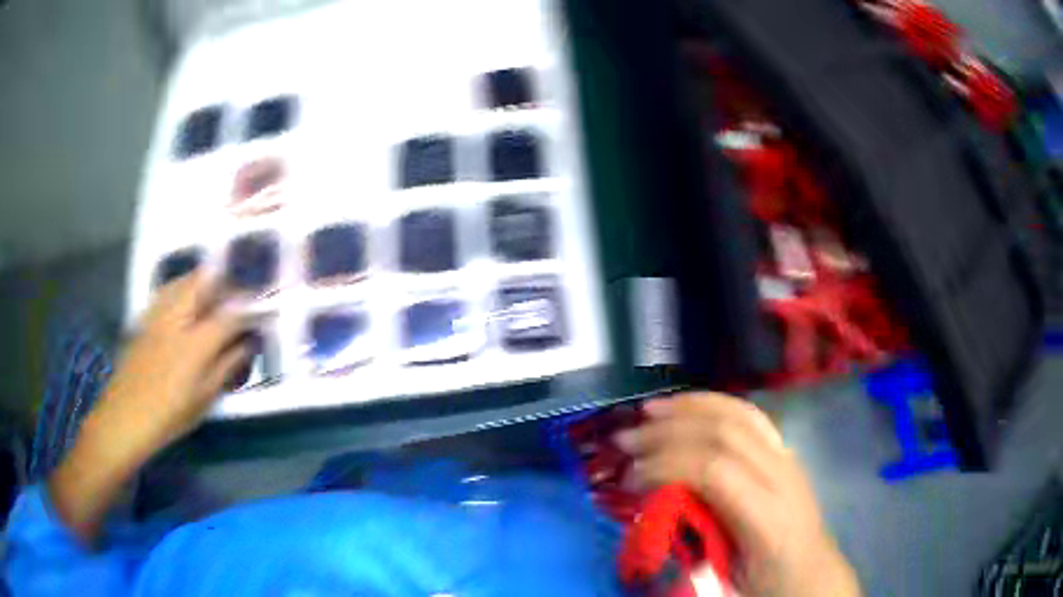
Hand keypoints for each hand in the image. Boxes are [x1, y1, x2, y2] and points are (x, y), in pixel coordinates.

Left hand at [50, 270, 247, 542]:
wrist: (125, 416)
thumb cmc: (169, 414)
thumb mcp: (204, 398)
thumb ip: (227, 366)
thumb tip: (247, 344)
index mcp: (197, 343)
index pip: (231, 313)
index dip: (250, 307)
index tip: (264, 307)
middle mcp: (178, 317)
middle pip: (206, 281)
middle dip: (227, 282)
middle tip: (237, 296)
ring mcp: (159, 313)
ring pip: (185, 280)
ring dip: (204, 280)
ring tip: (215, 292)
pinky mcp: (145, 316)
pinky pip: (169, 290)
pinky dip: (183, 287)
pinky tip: (184, 301)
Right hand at [615, 393, 859, 596]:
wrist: (811, 572)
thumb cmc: (768, 584)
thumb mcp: (725, 583)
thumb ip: (692, 552)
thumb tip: (650, 518)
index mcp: (769, 517)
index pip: (715, 472)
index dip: (668, 467)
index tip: (631, 480)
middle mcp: (782, 476)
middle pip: (725, 434)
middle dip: (670, 431)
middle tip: (626, 442)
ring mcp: (786, 458)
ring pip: (739, 414)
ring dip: (690, 408)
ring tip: (650, 411)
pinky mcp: (783, 451)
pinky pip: (748, 416)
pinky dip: (714, 404)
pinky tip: (688, 405)